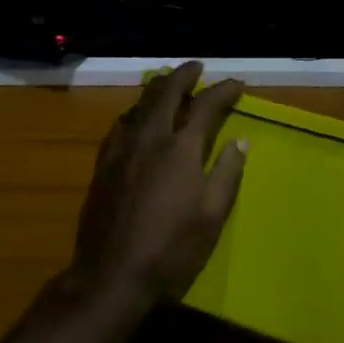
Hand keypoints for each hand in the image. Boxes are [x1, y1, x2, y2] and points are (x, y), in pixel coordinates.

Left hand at [68, 62, 248, 310]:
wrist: (110, 275)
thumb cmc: (171, 249)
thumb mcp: (212, 215)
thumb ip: (227, 172)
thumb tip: (240, 140)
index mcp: (180, 148)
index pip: (205, 106)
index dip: (223, 91)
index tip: (237, 84)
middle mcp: (149, 138)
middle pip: (165, 92)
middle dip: (183, 75)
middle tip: (196, 67)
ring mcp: (121, 149)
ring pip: (139, 104)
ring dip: (157, 89)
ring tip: (168, 84)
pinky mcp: (103, 164)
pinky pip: (121, 123)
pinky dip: (136, 111)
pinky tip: (137, 118)